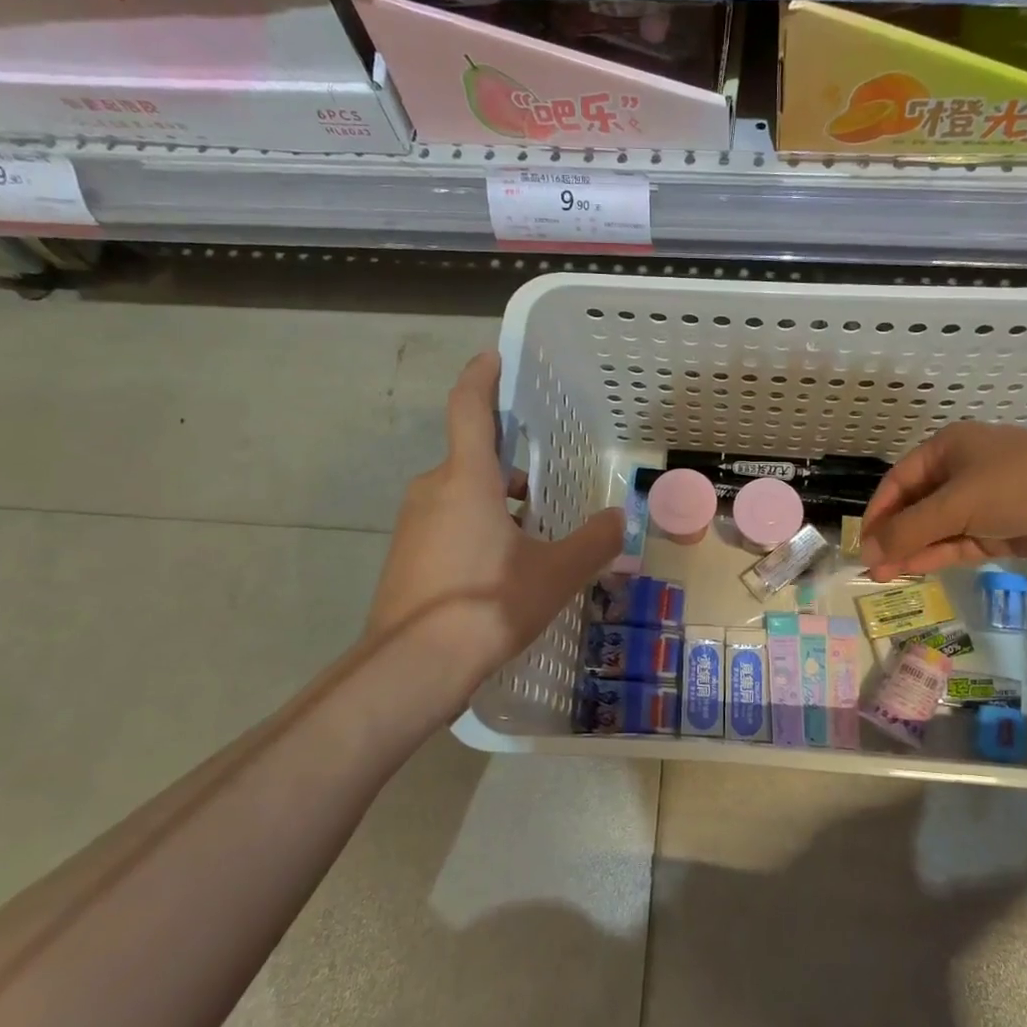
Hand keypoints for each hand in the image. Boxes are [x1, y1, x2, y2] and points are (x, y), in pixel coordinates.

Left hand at [365, 352, 623, 711]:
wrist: (411, 668)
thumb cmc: (488, 605)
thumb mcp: (555, 574)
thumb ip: (593, 542)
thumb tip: (620, 519)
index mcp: (466, 479)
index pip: (469, 408)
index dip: (482, 377)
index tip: (493, 357)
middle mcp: (433, 490)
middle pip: (473, 459)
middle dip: (510, 466)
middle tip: (548, 486)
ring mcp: (414, 525)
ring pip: (461, 495)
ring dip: (497, 503)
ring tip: (536, 536)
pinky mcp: (406, 558)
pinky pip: (448, 525)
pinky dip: (477, 529)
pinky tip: (503, 569)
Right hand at [859, 421, 1026, 581]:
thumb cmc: (1018, 484)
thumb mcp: (956, 504)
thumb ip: (909, 530)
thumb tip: (867, 551)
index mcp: (946, 450)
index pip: (898, 482)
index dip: (878, 512)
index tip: (862, 543)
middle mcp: (959, 473)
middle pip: (915, 507)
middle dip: (893, 536)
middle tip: (871, 565)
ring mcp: (980, 503)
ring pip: (935, 529)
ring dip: (911, 550)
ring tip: (884, 575)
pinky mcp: (998, 530)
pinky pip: (957, 543)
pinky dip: (936, 556)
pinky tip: (913, 570)